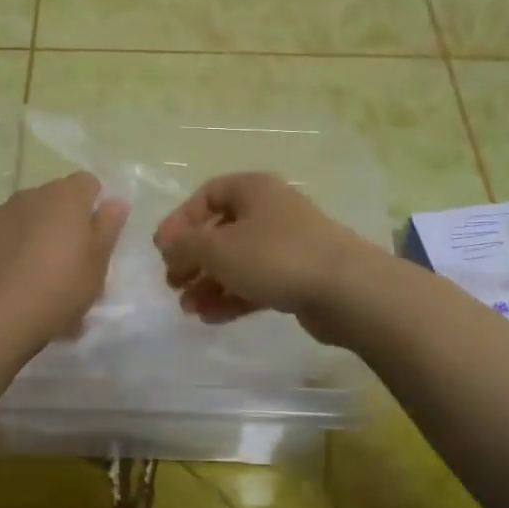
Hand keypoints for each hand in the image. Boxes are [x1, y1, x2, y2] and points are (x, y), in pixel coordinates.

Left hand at [0, 172, 128, 346]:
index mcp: (65, 197)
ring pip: (28, 217)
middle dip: (65, 220)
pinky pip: (5, 237)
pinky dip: (14, 250)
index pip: (87, 182)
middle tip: (73, 258)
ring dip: (37, 233)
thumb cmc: (61, 286)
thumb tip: (116, 201)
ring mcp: (0, 216)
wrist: (0, 315)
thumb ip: (108, 226)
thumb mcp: (98, 262)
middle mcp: (30, 196)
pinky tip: (17, 281)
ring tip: (42, 272)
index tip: (97, 235)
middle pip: (55, 199)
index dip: (95, 204)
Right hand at [153, 173, 383, 341]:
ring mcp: (287, 246)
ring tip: (189, 309)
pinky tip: (211, 318)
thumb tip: (167, 246)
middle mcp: (271, 212)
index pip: (207, 195)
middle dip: (193, 259)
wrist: (345, 290)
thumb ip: (185, 246)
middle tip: (173, 284)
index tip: (163, 250)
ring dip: (209, 283)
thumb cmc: (275, 256)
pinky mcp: (298, 277)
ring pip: (238, 261)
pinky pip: (256, 283)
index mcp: (253, 190)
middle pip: (221, 231)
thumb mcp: (218, 248)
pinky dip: (232, 297)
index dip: (180, 221)